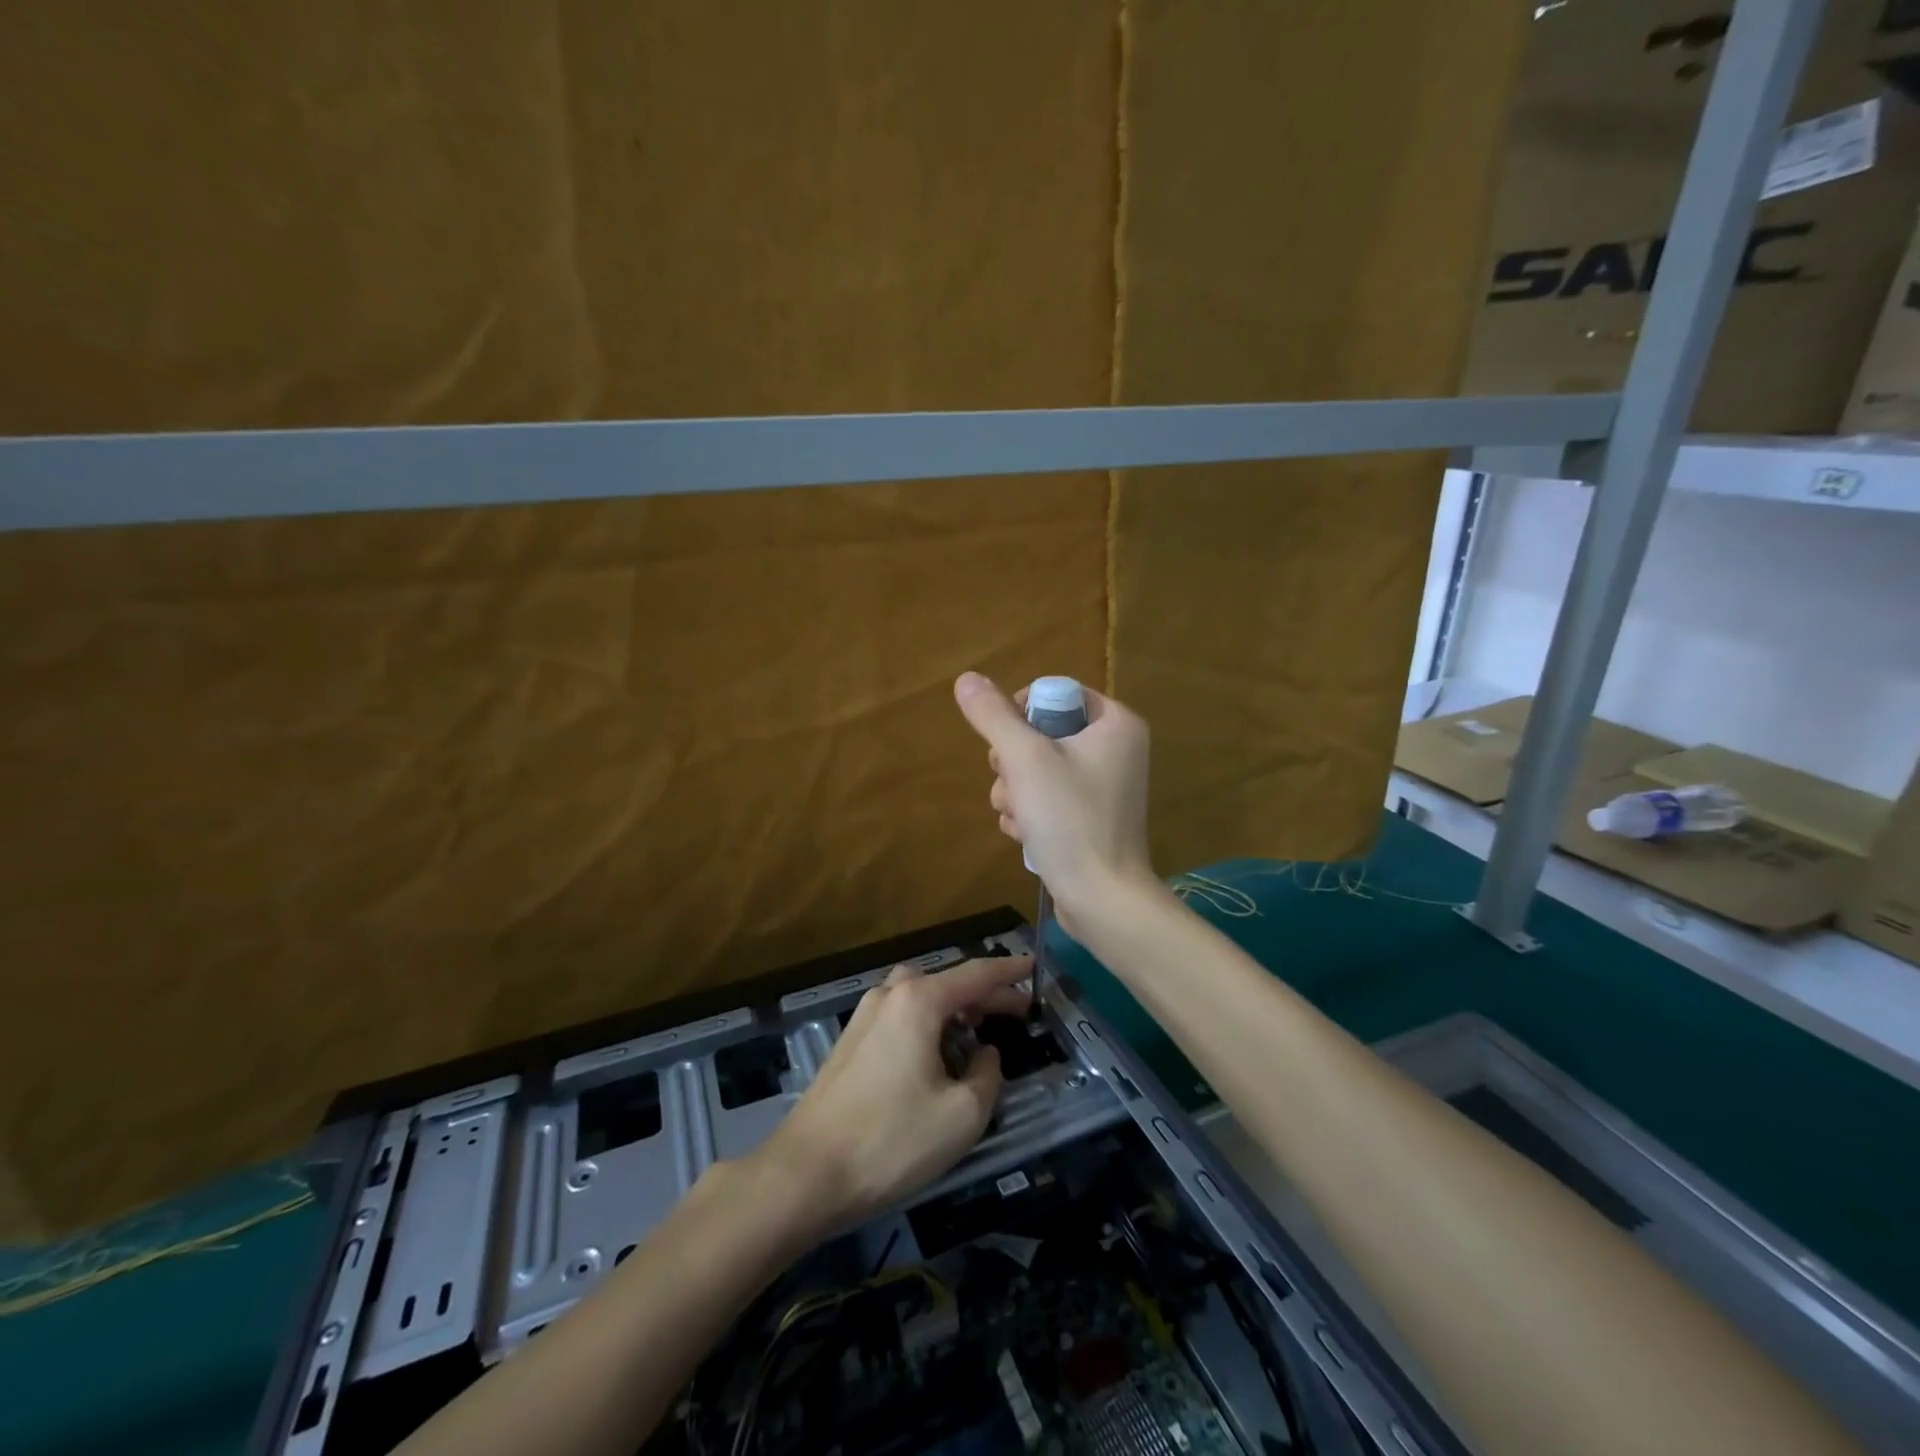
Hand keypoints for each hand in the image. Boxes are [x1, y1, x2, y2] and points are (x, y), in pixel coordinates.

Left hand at [759, 953, 1034, 1230]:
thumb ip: (987, 1075)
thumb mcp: (961, 1115)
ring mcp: (865, 1016)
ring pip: (921, 996)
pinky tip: (937, 1054)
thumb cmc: (891, 1140)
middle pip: (948, 982)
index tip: (1034, 964)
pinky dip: (928, 1022)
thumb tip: (985, 1055)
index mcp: (919, 1000)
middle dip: (985, 993)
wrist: (806, 1172)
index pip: (976, 974)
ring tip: (979, 1031)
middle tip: (1018, 1011)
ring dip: (954, 1006)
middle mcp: (890, 995)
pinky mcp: (851, 1041)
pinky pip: (901, 1015)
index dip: (1009, 970)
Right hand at [953, 671, 1156, 936]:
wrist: (1103, 900)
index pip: (1055, 695)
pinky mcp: (1090, 817)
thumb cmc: (1070, 820)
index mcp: (1116, 723)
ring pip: (1037, 768)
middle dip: (1013, 762)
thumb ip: (993, 716)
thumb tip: (966, 678)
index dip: (1021, 714)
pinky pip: (1048, 797)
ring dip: (1015, 790)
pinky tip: (1027, 834)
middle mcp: (1115, 749)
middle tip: (1014, 785)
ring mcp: (1104, 786)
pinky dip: (1030, 812)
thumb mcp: (1025, 760)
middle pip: (1041, 733)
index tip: (1007, 743)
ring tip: (1020, 817)